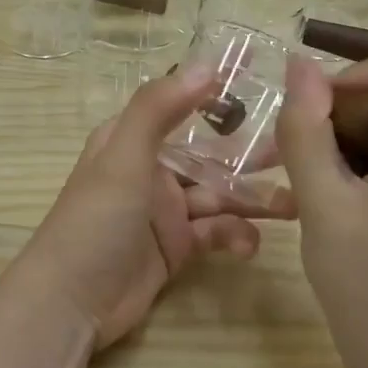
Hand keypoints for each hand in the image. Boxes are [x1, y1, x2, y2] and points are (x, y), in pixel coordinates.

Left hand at [11, 66, 295, 348]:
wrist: (70, 303)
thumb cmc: (94, 221)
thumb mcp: (123, 157)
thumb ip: (159, 109)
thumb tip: (207, 64)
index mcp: (133, 140)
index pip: (181, 105)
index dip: (218, 92)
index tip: (262, 77)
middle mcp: (151, 170)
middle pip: (209, 154)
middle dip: (250, 155)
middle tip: (297, 154)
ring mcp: (165, 212)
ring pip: (219, 196)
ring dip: (253, 200)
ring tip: (293, 207)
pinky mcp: (176, 248)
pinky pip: (214, 233)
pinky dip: (234, 236)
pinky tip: (248, 246)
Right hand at [277, 40, 367, 367]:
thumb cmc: (366, 287)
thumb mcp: (323, 204)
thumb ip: (307, 130)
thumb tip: (299, 64)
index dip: (366, 71)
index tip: (322, 111)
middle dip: (344, 112)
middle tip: (293, 152)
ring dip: (344, 139)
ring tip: (299, 178)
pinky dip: (360, 163)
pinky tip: (324, 196)